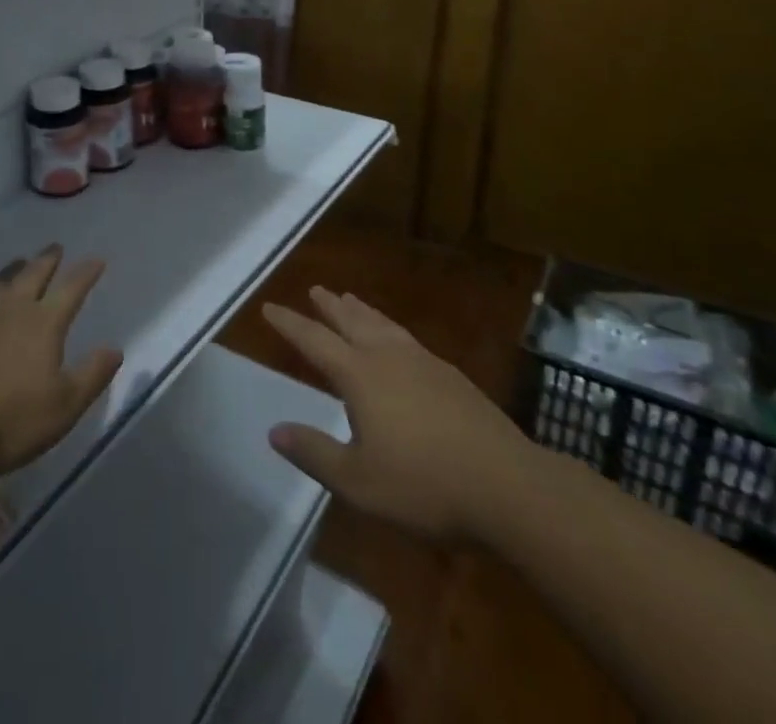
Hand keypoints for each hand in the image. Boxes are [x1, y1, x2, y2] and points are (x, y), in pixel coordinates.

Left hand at [0, 245, 122, 480]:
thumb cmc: (9, 420)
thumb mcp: (64, 406)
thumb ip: (91, 375)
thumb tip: (114, 349)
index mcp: (43, 323)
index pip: (71, 289)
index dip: (86, 273)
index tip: (97, 259)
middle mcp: (11, 310)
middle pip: (32, 275)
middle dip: (47, 260)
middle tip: (55, 247)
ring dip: (13, 270)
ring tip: (19, 262)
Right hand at [264, 286, 524, 538]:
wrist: (506, 485)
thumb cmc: (424, 485)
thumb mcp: (358, 481)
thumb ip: (314, 453)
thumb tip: (274, 431)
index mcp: (360, 375)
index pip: (314, 340)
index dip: (290, 324)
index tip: (269, 307)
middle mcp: (388, 356)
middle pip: (351, 321)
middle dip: (329, 306)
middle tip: (315, 289)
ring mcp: (423, 361)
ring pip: (383, 324)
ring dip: (361, 310)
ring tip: (350, 299)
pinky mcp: (450, 375)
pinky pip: (407, 337)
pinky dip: (389, 327)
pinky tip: (397, 340)